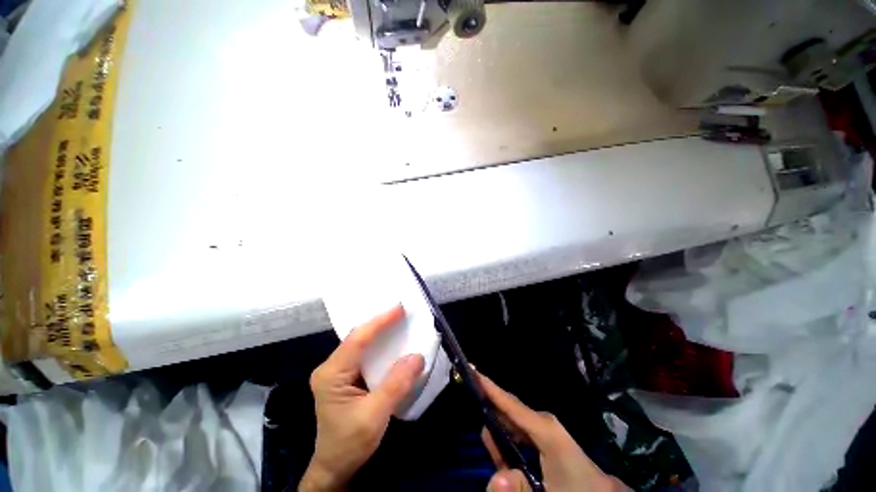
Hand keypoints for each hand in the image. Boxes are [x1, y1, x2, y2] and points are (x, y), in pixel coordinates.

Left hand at [299, 305, 424, 491]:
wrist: (335, 467)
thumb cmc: (350, 444)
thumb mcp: (374, 416)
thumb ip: (396, 385)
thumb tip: (417, 356)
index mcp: (332, 374)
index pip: (357, 339)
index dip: (379, 321)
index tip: (399, 308)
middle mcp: (331, 367)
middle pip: (357, 337)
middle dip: (380, 322)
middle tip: (402, 311)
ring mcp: (337, 371)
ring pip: (361, 343)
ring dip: (380, 331)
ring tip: (399, 320)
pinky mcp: (346, 377)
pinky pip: (364, 353)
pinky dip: (379, 345)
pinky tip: (392, 341)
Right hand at [479, 373, 628, 491]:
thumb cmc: (578, 489)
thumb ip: (520, 489)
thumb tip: (493, 479)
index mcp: (546, 429)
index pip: (511, 405)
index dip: (490, 387)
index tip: (471, 370)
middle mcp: (544, 422)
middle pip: (509, 409)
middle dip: (489, 400)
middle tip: (469, 392)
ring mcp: (546, 429)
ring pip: (513, 421)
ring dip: (495, 421)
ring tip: (480, 416)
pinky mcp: (546, 438)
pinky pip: (519, 433)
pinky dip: (505, 436)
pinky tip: (496, 442)